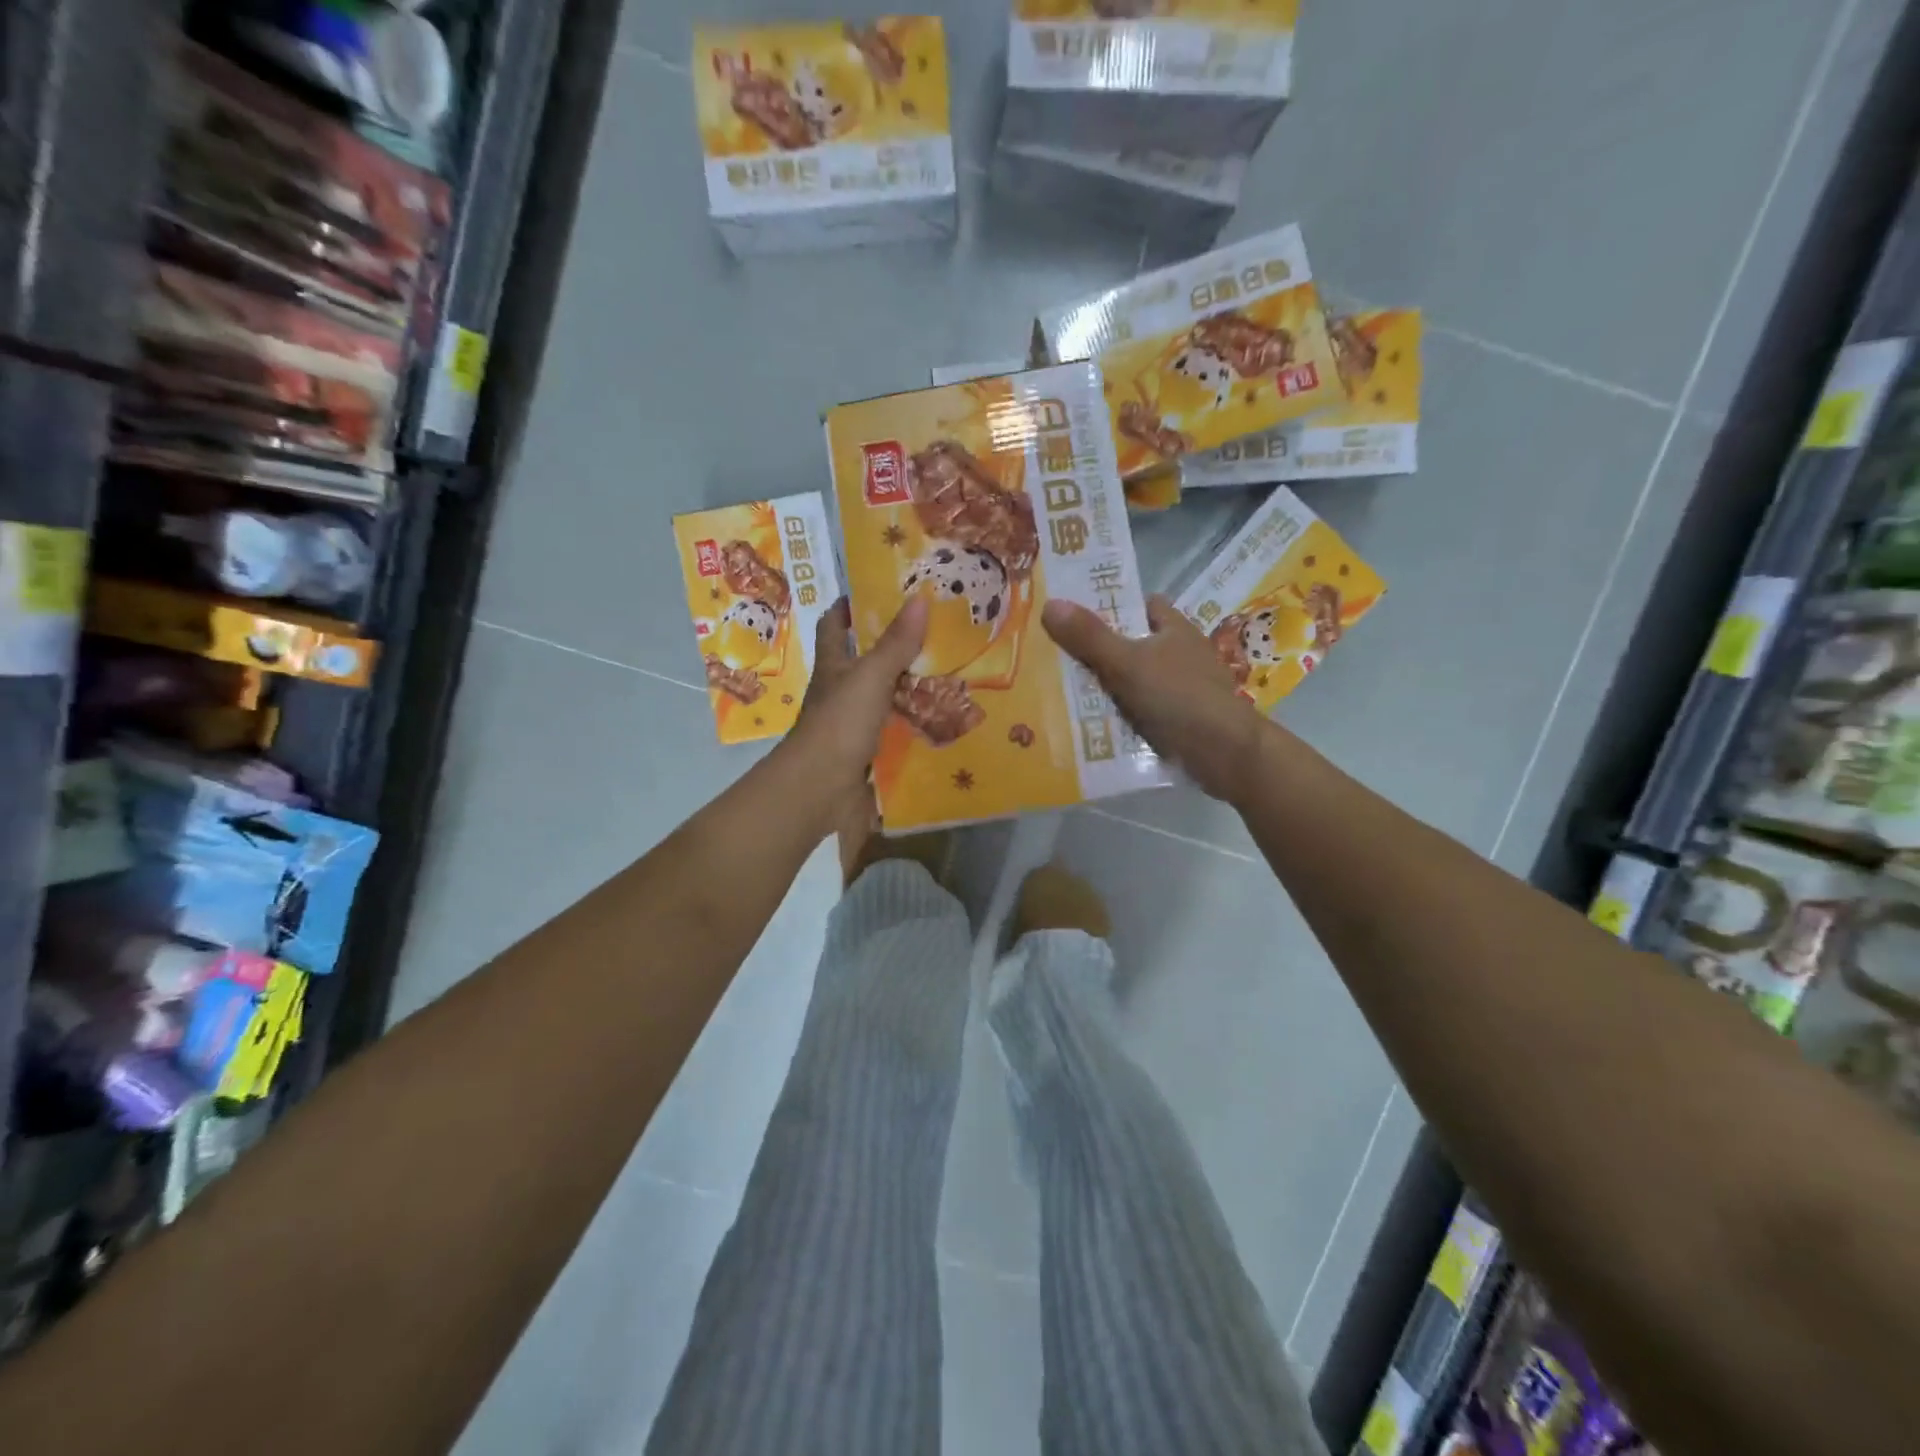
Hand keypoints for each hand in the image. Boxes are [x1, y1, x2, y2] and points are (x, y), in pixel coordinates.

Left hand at [786, 595, 926, 855]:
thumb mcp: (871, 675)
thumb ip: (896, 643)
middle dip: (889, 647)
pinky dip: (912, 724)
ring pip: (880, 697)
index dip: (847, 607)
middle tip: (930, 632)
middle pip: (861, 662)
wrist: (821, 787)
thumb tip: (920, 597)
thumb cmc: (841, 722)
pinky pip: (893, 731)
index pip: (833, 626)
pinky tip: (940, 720)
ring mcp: (851, 724)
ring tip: (946, 672)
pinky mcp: (866, 752)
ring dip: (906, 687)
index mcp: (833, 666)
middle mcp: (839, 691)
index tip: (872, 592)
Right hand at [1042, 593, 1266, 802]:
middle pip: (1131, 643)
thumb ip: (1090, 637)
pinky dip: (1117, 715)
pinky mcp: (1177, 720)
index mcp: (1174, 629)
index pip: (1142, 604)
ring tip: (1057, 689)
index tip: (1075, 613)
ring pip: (1132, 679)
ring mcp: (1179, 689)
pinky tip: (1087, 722)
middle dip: (1097, 649)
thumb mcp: (1128, 663)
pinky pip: (1138, 710)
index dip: (1112, 605)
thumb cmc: (1180, 697)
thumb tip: (1050, 602)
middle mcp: (1178, 654)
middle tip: (1052, 653)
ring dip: (1103, 686)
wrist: (1226, 755)